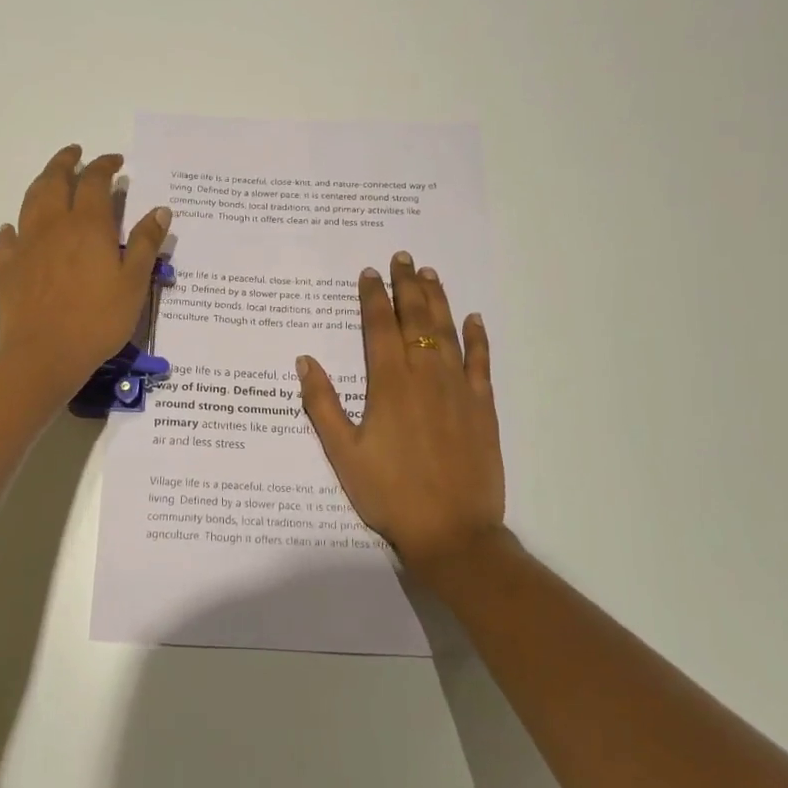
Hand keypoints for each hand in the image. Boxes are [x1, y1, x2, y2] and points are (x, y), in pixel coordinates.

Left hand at [0, 145, 172, 399]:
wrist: (44, 354)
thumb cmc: (98, 320)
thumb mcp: (134, 283)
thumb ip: (146, 244)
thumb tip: (160, 209)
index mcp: (88, 226)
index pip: (96, 182)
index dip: (105, 166)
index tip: (115, 161)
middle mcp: (53, 226)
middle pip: (55, 181)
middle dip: (66, 162)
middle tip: (75, 153)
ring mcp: (26, 246)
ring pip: (30, 202)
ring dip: (41, 184)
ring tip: (50, 178)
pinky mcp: (6, 269)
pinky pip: (5, 240)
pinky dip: (10, 228)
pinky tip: (12, 229)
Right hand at [296, 251, 506, 579]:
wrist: (451, 531)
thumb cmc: (389, 493)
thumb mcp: (342, 453)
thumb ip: (323, 404)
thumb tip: (305, 361)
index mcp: (389, 384)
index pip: (379, 327)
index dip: (373, 297)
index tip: (369, 273)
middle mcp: (425, 375)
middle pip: (416, 319)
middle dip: (408, 285)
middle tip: (403, 257)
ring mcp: (458, 389)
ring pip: (448, 331)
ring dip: (438, 299)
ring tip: (430, 273)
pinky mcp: (482, 406)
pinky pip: (482, 362)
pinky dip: (478, 337)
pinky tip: (474, 318)